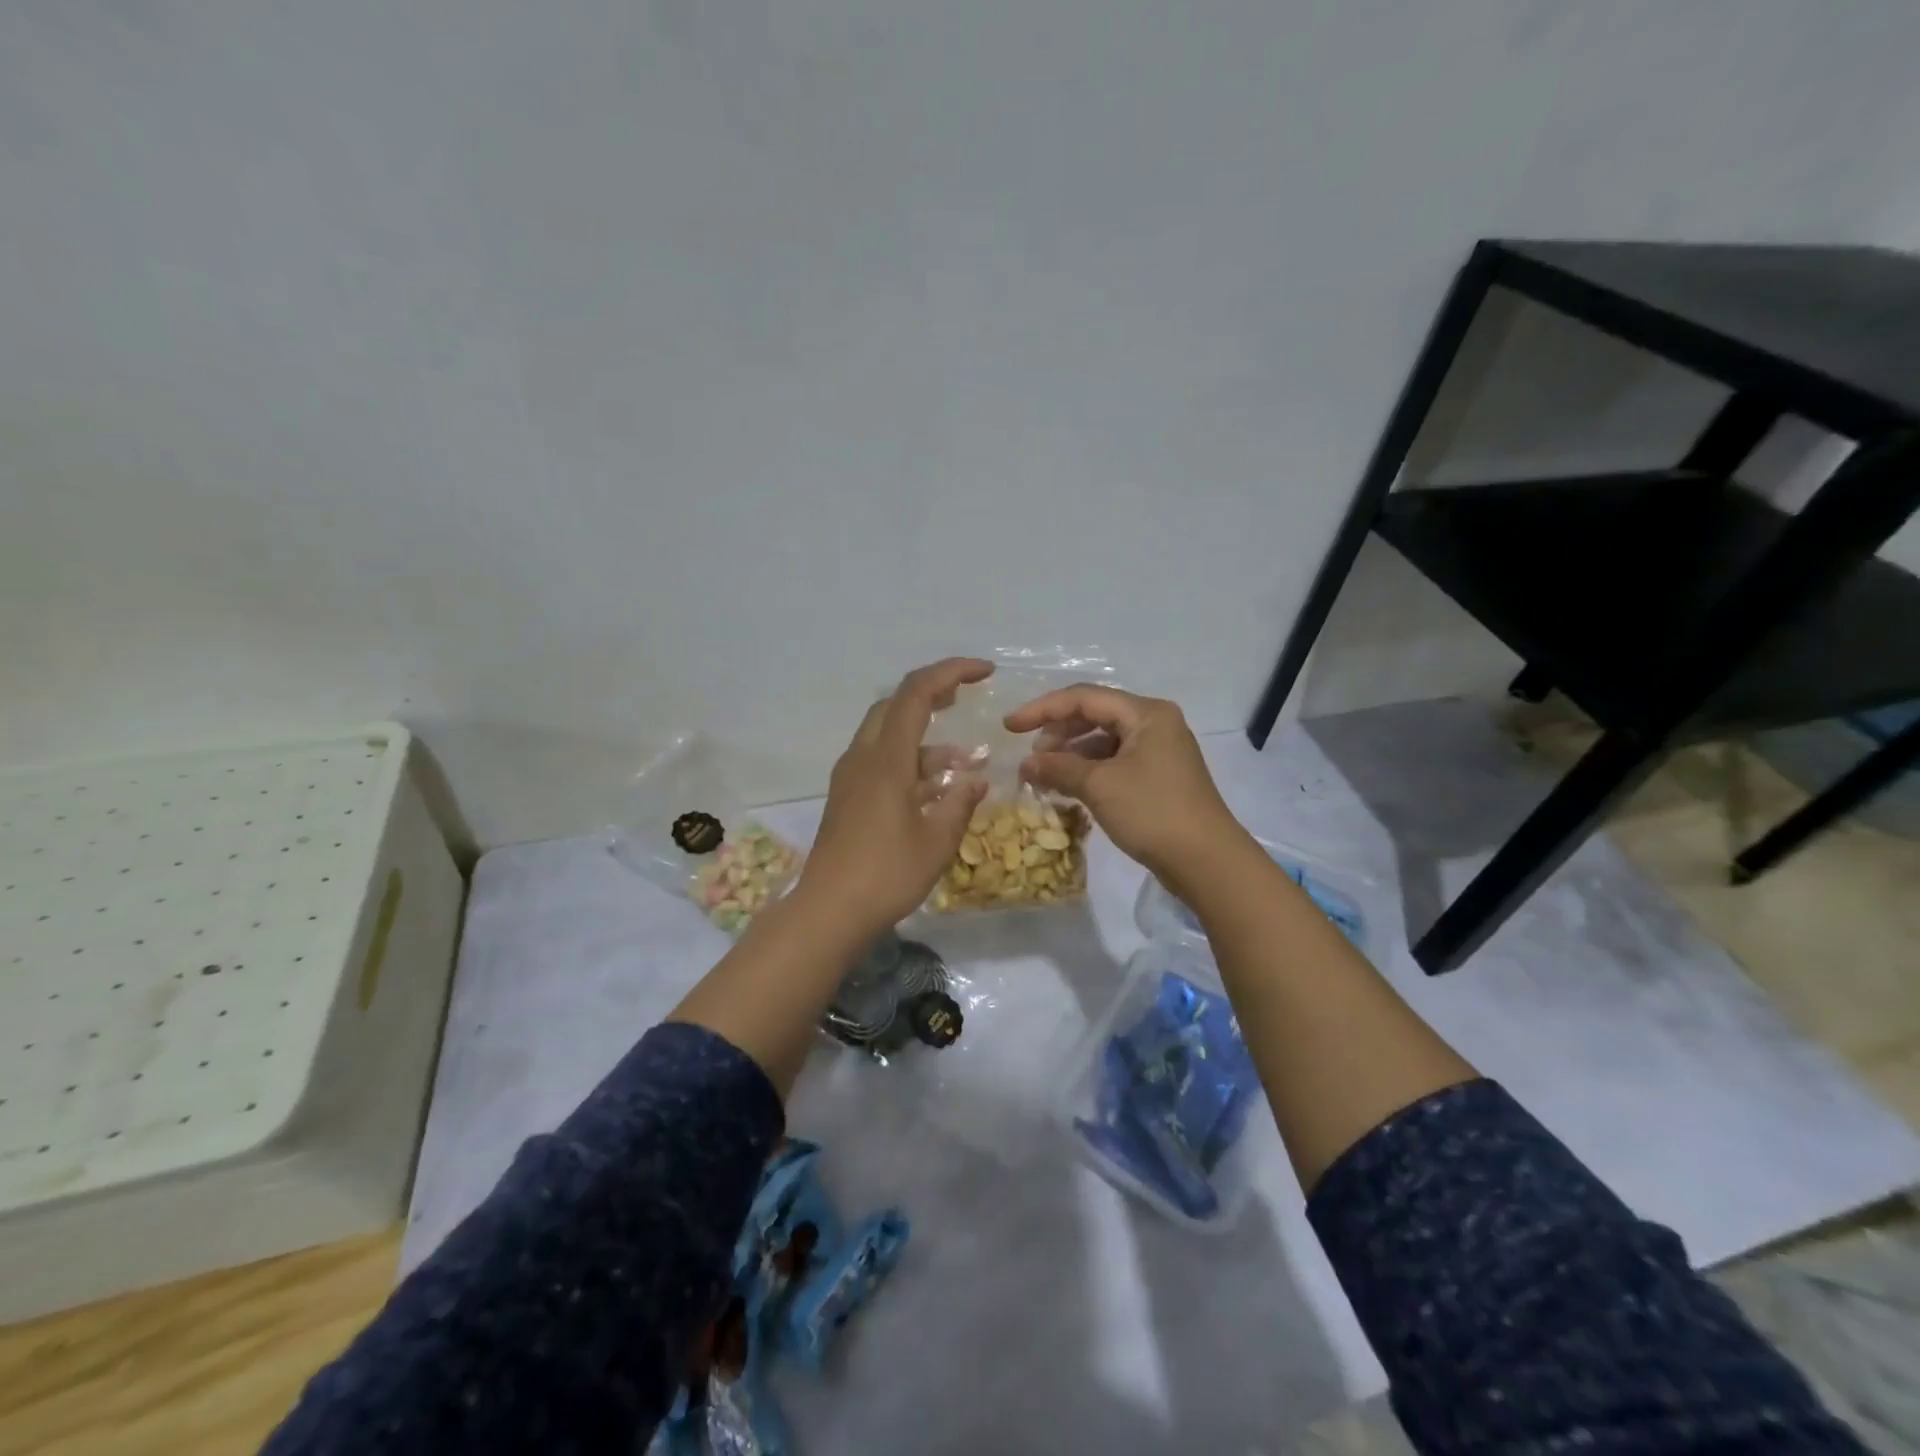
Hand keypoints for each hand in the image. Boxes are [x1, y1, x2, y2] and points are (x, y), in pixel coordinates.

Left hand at [795, 657, 993, 935]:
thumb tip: (976, 779)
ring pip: (888, 736)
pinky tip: (937, 788)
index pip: (916, 693)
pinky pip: (881, 762)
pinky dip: (911, 763)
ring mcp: (851, 778)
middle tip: (966, 698)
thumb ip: (960, 803)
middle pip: (895, 705)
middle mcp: (863, 758)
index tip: (985, 672)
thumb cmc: (886, 874)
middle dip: (933, 694)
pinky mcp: (848, 798)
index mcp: (885, 758)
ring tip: (966, 761)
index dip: (951, 672)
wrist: (828, 911)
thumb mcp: (937, 841)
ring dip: (926, 738)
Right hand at [1003, 685, 1244, 881]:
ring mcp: (1159, 751)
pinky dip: (1089, 771)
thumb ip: (1058, 768)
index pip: (1084, 698)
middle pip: (1095, 715)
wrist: (1207, 861)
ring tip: (1046, 775)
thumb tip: (1026, 764)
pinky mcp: (1158, 777)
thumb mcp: (1100, 786)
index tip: (1009, 727)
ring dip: (1071, 754)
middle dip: (1058, 732)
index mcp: (1146, 713)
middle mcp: (1155, 723)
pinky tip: (1069, 788)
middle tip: (1032, 757)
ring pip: (1104, 740)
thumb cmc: (1153, 812)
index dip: (1042, 709)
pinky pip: (1114, 762)